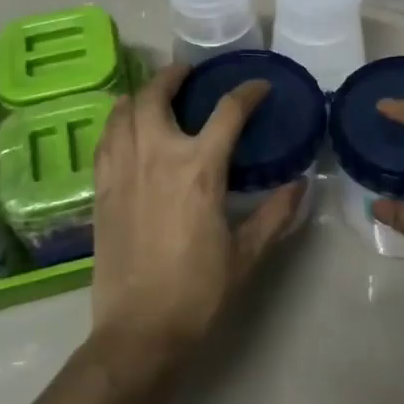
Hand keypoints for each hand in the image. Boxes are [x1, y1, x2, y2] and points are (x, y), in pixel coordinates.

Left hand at [87, 64, 304, 377]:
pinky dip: (116, 122)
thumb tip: (301, 184)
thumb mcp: (247, 253)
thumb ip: (275, 213)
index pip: (227, 112)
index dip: (247, 92)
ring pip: (123, 112)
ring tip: (153, 92)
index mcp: (199, 170)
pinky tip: (124, 126)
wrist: (140, 330)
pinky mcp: (102, 190)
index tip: (258, 87)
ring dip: (140, 93)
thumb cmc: (199, 292)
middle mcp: (157, 157)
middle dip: (173, 76)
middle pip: (157, 96)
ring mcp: (123, 171)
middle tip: (187, 73)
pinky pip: (105, 141)